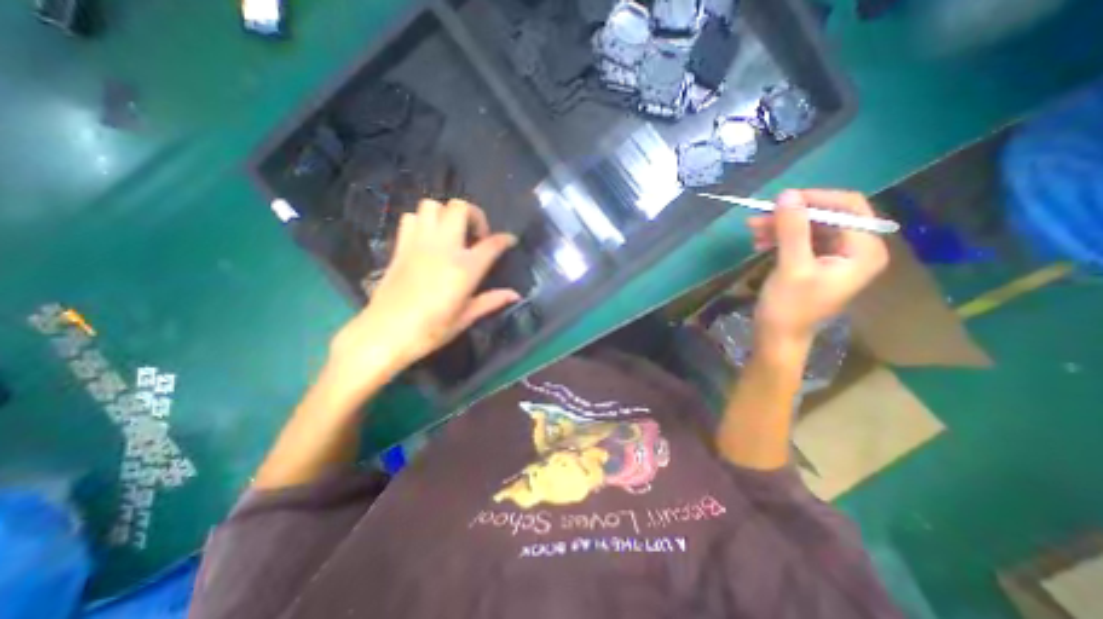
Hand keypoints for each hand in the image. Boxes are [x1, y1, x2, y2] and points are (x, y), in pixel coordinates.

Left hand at [330, 198, 518, 382]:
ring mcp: (419, 243)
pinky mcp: (401, 247)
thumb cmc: (430, 330)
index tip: (510, 241)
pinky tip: (428, 239)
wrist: (384, 334)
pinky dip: (423, 221)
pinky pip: (411, 218)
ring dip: (446, 215)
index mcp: (464, 268)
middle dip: (475, 215)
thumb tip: (515, 295)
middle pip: (460, 208)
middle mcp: (443, 248)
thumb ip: (491, 301)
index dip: (505, 239)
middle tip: (477, 236)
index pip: (492, 244)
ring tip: (452, 234)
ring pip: (433, 206)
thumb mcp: (465, 318)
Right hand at [744, 189, 888, 346]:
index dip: (815, 199)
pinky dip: (780, 238)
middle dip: (791, 216)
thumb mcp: (791, 266)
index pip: (849, 207)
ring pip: (810, 227)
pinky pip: (801, 240)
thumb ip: (792, 229)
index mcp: (863, 251)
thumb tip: (787, 194)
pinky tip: (760, 243)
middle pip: (826, 217)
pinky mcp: (817, 263)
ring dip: (781, 226)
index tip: (781, 200)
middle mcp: (856, 250)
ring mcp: (836, 257)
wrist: (777, 336)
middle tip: (758, 218)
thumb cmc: (789, 307)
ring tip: (753, 231)